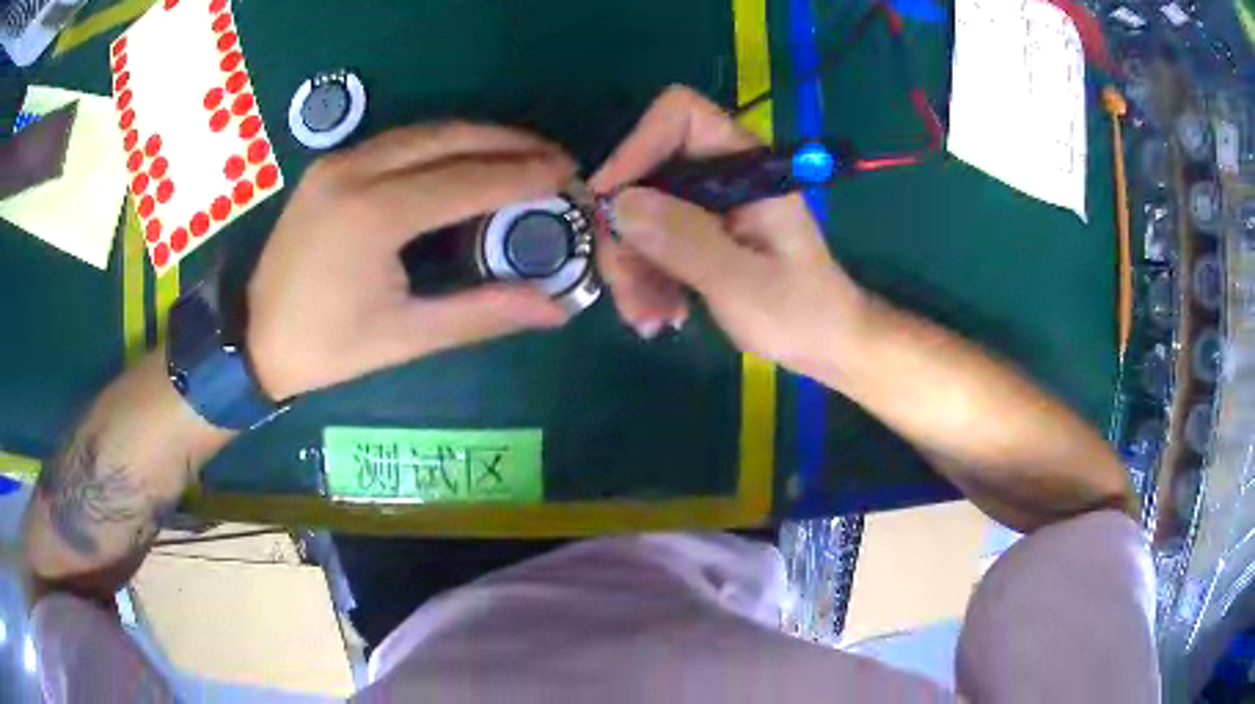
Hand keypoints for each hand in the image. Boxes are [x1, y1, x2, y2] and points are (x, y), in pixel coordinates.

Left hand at [248, 123, 575, 398]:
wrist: (253, 338)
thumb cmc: (327, 347)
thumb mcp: (405, 337)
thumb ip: (482, 313)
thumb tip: (556, 308)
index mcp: (374, 215)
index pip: (466, 180)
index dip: (523, 175)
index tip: (569, 173)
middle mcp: (356, 171)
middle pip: (449, 138)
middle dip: (509, 143)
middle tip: (554, 157)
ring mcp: (338, 161)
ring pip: (424, 131)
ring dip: (478, 137)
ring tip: (522, 153)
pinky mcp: (329, 164)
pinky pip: (398, 140)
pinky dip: (441, 142)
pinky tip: (466, 157)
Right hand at [591, 86, 865, 375]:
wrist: (826, 345)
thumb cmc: (801, 313)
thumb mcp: (742, 282)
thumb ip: (684, 239)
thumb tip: (619, 202)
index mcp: (746, 165)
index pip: (681, 115)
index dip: (637, 145)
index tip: (609, 201)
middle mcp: (721, 174)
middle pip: (646, 172)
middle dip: (626, 232)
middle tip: (626, 288)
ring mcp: (707, 205)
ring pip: (639, 213)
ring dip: (631, 267)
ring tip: (649, 319)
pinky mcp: (698, 233)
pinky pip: (650, 242)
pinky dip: (643, 279)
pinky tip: (656, 316)